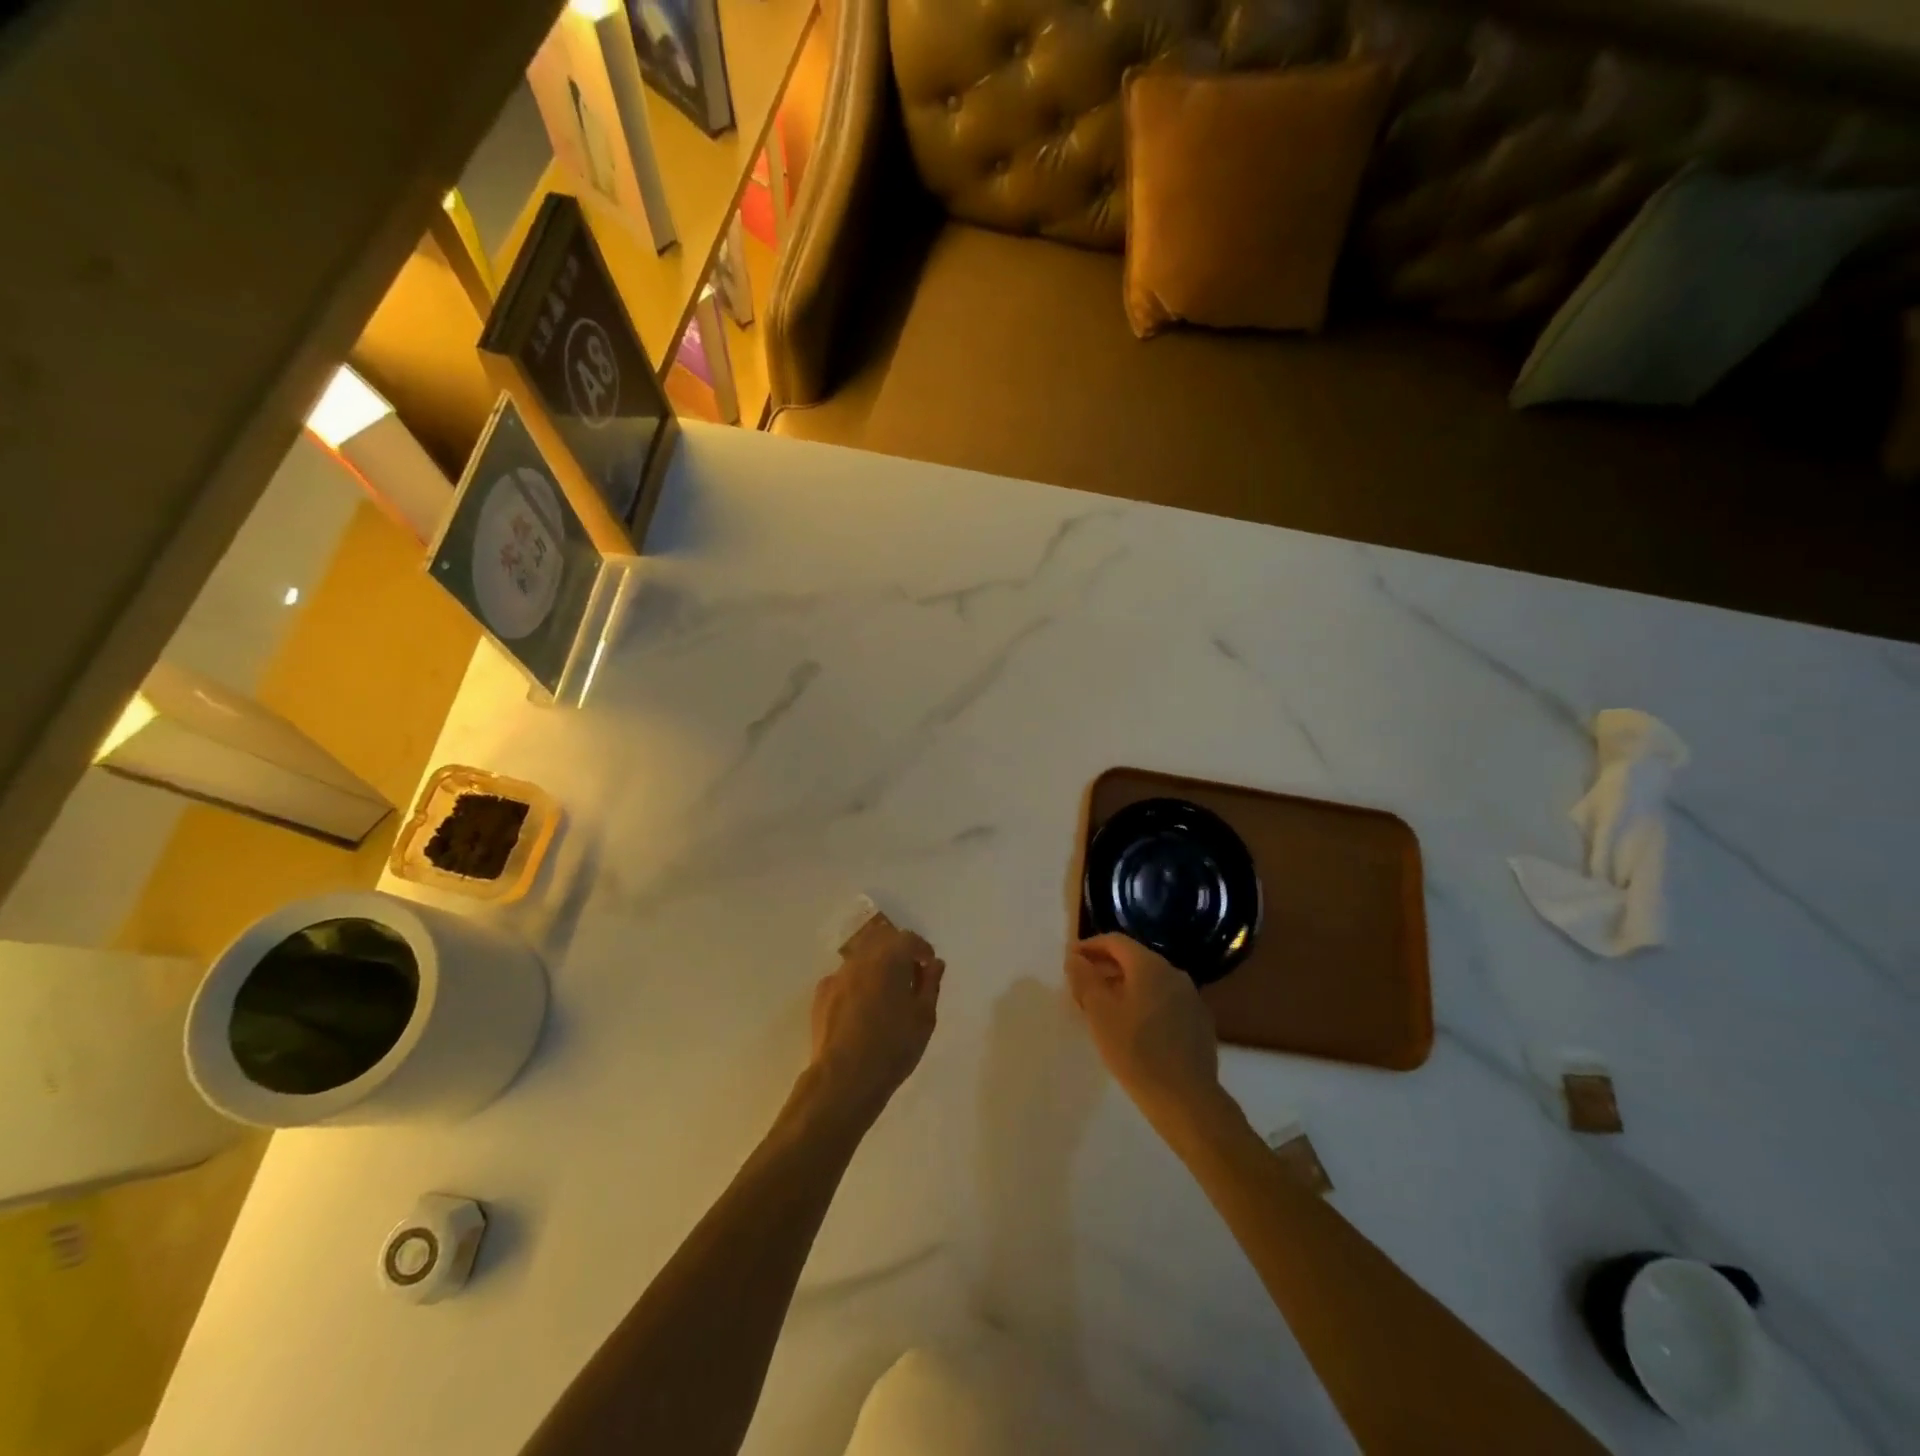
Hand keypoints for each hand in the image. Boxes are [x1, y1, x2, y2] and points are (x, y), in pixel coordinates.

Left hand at [807, 916, 943, 1126]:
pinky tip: (861, 1008)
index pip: (909, 939)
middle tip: (909, 976)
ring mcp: (838, 975)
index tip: (928, 966)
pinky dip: (857, 983)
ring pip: (861, 957)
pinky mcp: (822, 994)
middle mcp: (861, 958)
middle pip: (882, 940)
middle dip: (897, 951)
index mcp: (890, 958)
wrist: (844, 1077)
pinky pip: (845, 977)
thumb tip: (934, 963)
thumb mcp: (924, 1017)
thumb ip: (931, 984)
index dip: (922, 949)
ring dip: (876, 965)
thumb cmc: (893, 1046)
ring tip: (885, 993)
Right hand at [1065, 934, 1224, 1141]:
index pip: (1115, 941)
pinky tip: (1135, 1027)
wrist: (1188, 1100)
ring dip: (1125, 986)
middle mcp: (1173, 972)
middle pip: (1134, 958)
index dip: (1090, 946)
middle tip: (1083, 986)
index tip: (1071, 961)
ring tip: (1105, 1008)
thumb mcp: (1100, 1014)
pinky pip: (1165, 999)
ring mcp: (1190, 997)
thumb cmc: (1136, 1052)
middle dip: (1106, 967)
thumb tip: (1075, 958)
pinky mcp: (1199, 1020)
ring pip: (1151, 980)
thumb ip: (1084, 979)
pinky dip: (1145, 1002)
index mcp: (1149, 965)